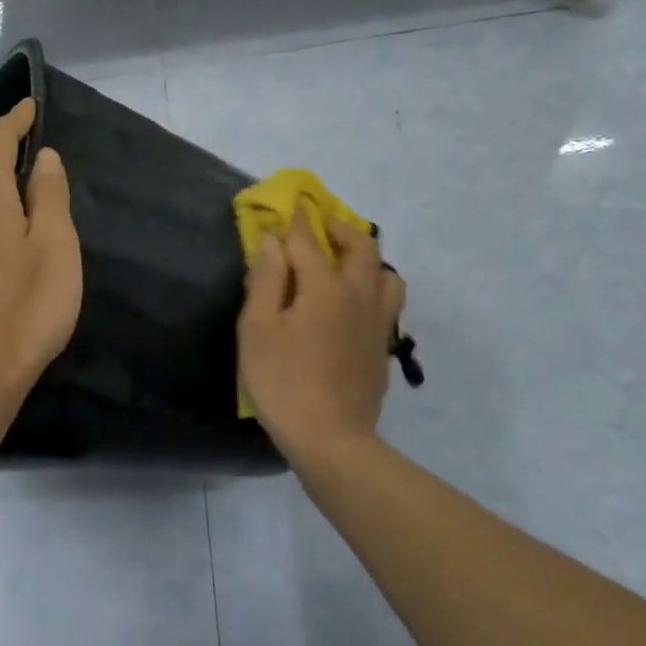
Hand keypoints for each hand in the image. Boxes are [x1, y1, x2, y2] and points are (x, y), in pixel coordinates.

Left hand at [0, 98, 82, 404]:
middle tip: (49, 178)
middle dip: (12, 165)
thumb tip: (42, 158)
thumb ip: (49, 195)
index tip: (31, 108)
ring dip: (2, 200)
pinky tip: (10, 252)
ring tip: (36, 219)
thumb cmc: (26, 307)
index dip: (15, 120)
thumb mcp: (55, 246)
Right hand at [239, 218, 405, 464]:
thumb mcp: (258, 328)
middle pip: (361, 247)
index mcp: (325, 286)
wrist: (331, 439)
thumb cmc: (283, 381)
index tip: (288, 206)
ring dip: (367, 259)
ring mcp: (376, 323)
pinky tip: (354, 305)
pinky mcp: (381, 348)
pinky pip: (387, 304)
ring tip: (345, 264)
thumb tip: (272, 240)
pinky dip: (373, 289)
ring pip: (386, 275)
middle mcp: (359, 295)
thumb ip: (266, 279)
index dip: (295, 221)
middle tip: (321, 226)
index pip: (308, 240)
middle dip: (340, 228)